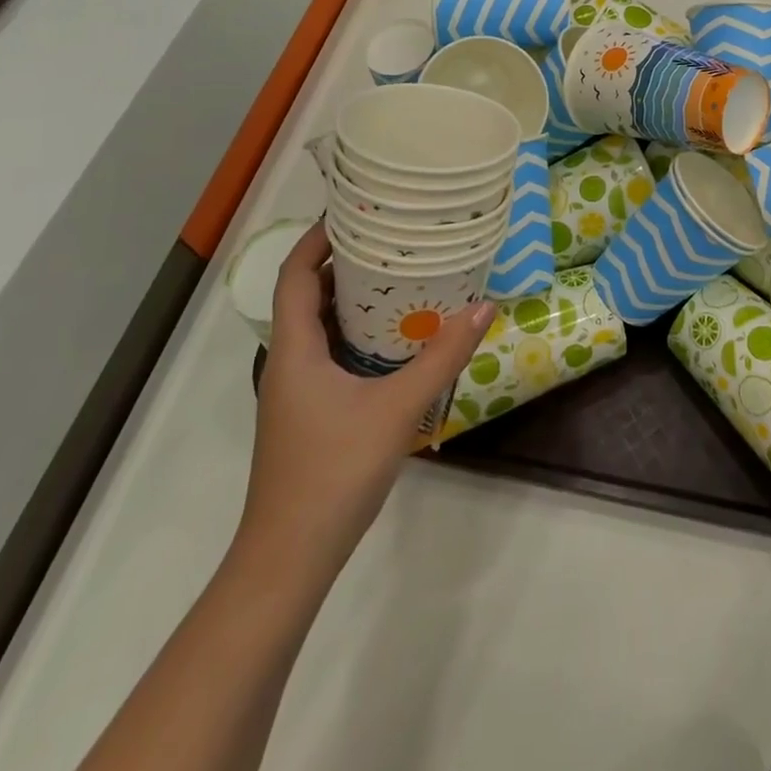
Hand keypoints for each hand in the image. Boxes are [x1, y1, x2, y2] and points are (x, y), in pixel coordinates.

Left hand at [234, 224, 492, 578]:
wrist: (289, 558)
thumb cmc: (334, 472)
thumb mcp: (397, 407)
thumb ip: (443, 356)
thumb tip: (484, 305)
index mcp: (295, 350)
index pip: (296, 275)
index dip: (317, 239)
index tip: (354, 212)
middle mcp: (287, 362)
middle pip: (306, 295)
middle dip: (342, 262)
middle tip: (390, 238)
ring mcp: (293, 391)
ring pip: (317, 327)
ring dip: (349, 298)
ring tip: (397, 275)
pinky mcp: (306, 413)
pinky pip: (326, 353)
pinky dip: (353, 332)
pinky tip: (391, 338)